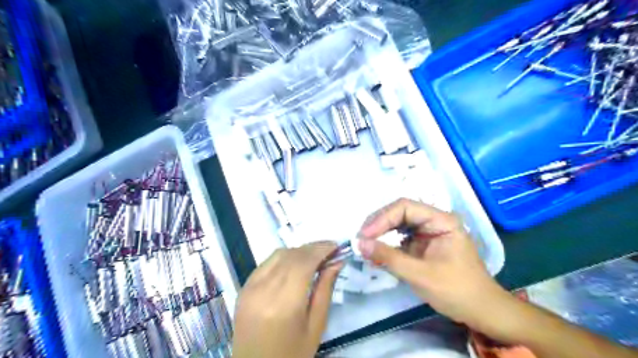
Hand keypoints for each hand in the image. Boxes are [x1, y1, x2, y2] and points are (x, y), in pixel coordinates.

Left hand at [234, 242, 343, 356]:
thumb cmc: (292, 353)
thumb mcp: (316, 326)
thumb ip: (325, 290)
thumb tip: (337, 261)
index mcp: (284, 304)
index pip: (304, 262)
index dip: (321, 249)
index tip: (336, 245)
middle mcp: (264, 290)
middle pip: (291, 255)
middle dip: (312, 248)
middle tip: (329, 250)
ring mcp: (250, 287)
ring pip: (278, 254)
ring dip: (298, 251)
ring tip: (314, 257)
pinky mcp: (243, 288)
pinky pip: (267, 263)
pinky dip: (283, 258)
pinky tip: (294, 265)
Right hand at [358, 199, 509, 331]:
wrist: (480, 311)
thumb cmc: (457, 291)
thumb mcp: (420, 274)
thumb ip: (389, 257)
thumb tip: (359, 243)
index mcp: (441, 220)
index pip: (405, 207)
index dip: (382, 218)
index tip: (365, 235)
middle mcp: (434, 220)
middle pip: (399, 213)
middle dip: (378, 224)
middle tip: (361, 239)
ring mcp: (427, 232)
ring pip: (397, 224)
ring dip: (380, 233)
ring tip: (365, 245)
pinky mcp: (422, 244)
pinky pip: (400, 238)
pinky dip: (386, 244)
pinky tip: (375, 252)